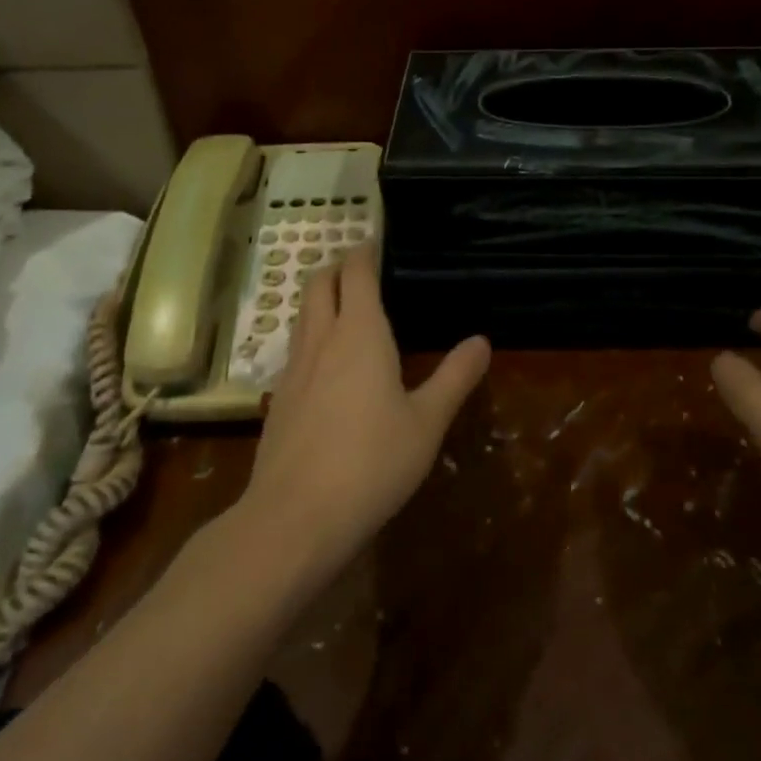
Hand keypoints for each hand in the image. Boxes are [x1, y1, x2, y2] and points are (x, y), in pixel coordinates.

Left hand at [239, 246, 489, 577]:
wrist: (294, 517)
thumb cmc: (372, 463)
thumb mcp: (427, 422)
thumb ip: (455, 378)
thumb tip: (481, 341)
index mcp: (360, 334)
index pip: (357, 272)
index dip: (365, 251)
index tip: (377, 243)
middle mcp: (321, 340)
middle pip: (319, 283)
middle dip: (337, 267)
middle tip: (363, 271)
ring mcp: (293, 369)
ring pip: (303, 314)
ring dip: (321, 299)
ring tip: (347, 309)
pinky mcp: (279, 398)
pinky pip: (295, 348)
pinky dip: (312, 335)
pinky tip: (328, 365)